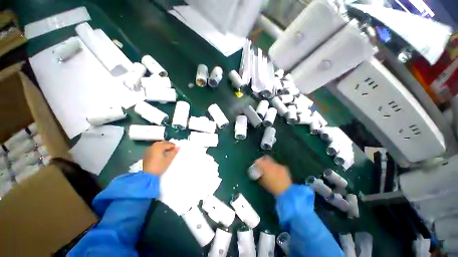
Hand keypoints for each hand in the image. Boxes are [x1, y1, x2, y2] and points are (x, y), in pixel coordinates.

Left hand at [143, 141, 178, 175]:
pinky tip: (162, 153)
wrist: (147, 175)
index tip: (177, 149)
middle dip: (168, 144)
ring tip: (168, 151)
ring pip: (158, 145)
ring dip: (163, 146)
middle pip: (162, 143)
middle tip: (173, 149)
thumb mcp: (168, 160)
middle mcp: (153, 146)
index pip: (168, 144)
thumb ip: (174, 153)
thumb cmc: (159, 167)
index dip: (173, 146)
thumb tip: (178, 147)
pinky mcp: (147, 154)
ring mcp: (149, 150)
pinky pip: (154, 148)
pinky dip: (159, 148)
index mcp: (159, 147)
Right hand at [255, 156, 291, 195]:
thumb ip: (259, 176)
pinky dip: (275, 167)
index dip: (257, 162)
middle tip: (261, 164)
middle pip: (266, 158)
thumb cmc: (272, 187)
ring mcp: (279, 165)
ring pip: (272, 161)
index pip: (259, 160)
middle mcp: (272, 163)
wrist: (286, 191)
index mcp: (265, 166)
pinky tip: (275, 172)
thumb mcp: (263, 182)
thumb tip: (258, 173)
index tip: (255, 164)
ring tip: (269, 169)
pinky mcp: (284, 168)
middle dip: (263, 160)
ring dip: (269, 164)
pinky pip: (277, 165)